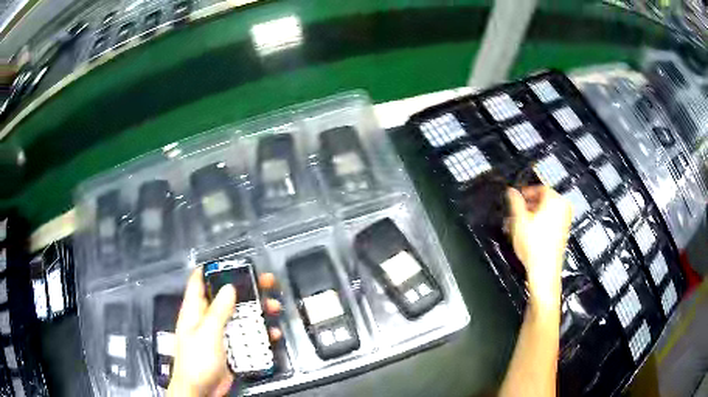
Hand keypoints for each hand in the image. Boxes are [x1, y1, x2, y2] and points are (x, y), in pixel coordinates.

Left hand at [168, 269, 281, 396]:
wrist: (200, 391)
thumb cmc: (197, 360)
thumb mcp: (207, 333)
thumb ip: (218, 310)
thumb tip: (230, 287)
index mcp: (195, 310)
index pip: (199, 281)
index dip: (213, 268)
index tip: (233, 261)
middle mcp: (207, 318)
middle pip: (226, 297)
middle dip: (246, 289)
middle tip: (267, 282)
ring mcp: (220, 334)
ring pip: (240, 316)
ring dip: (257, 312)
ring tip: (275, 308)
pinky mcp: (231, 348)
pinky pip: (246, 336)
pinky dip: (259, 334)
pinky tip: (272, 334)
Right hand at [507, 186, 571, 310]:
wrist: (544, 270)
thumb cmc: (535, 246)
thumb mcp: (519, 220)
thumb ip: (515, 202)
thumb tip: (512, 192)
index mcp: (555, 200)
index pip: (539, 188)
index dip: (525, 192)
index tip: (517, 198)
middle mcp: (563, 208)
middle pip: (544, 200)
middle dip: (529, 205)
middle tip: (516, 212)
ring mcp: (565, 221)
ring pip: (547, 212)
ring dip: (533, 215)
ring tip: (520, 224)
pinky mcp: (563, 233)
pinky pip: (551, 221)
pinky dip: (541, 223)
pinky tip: (529, 233)